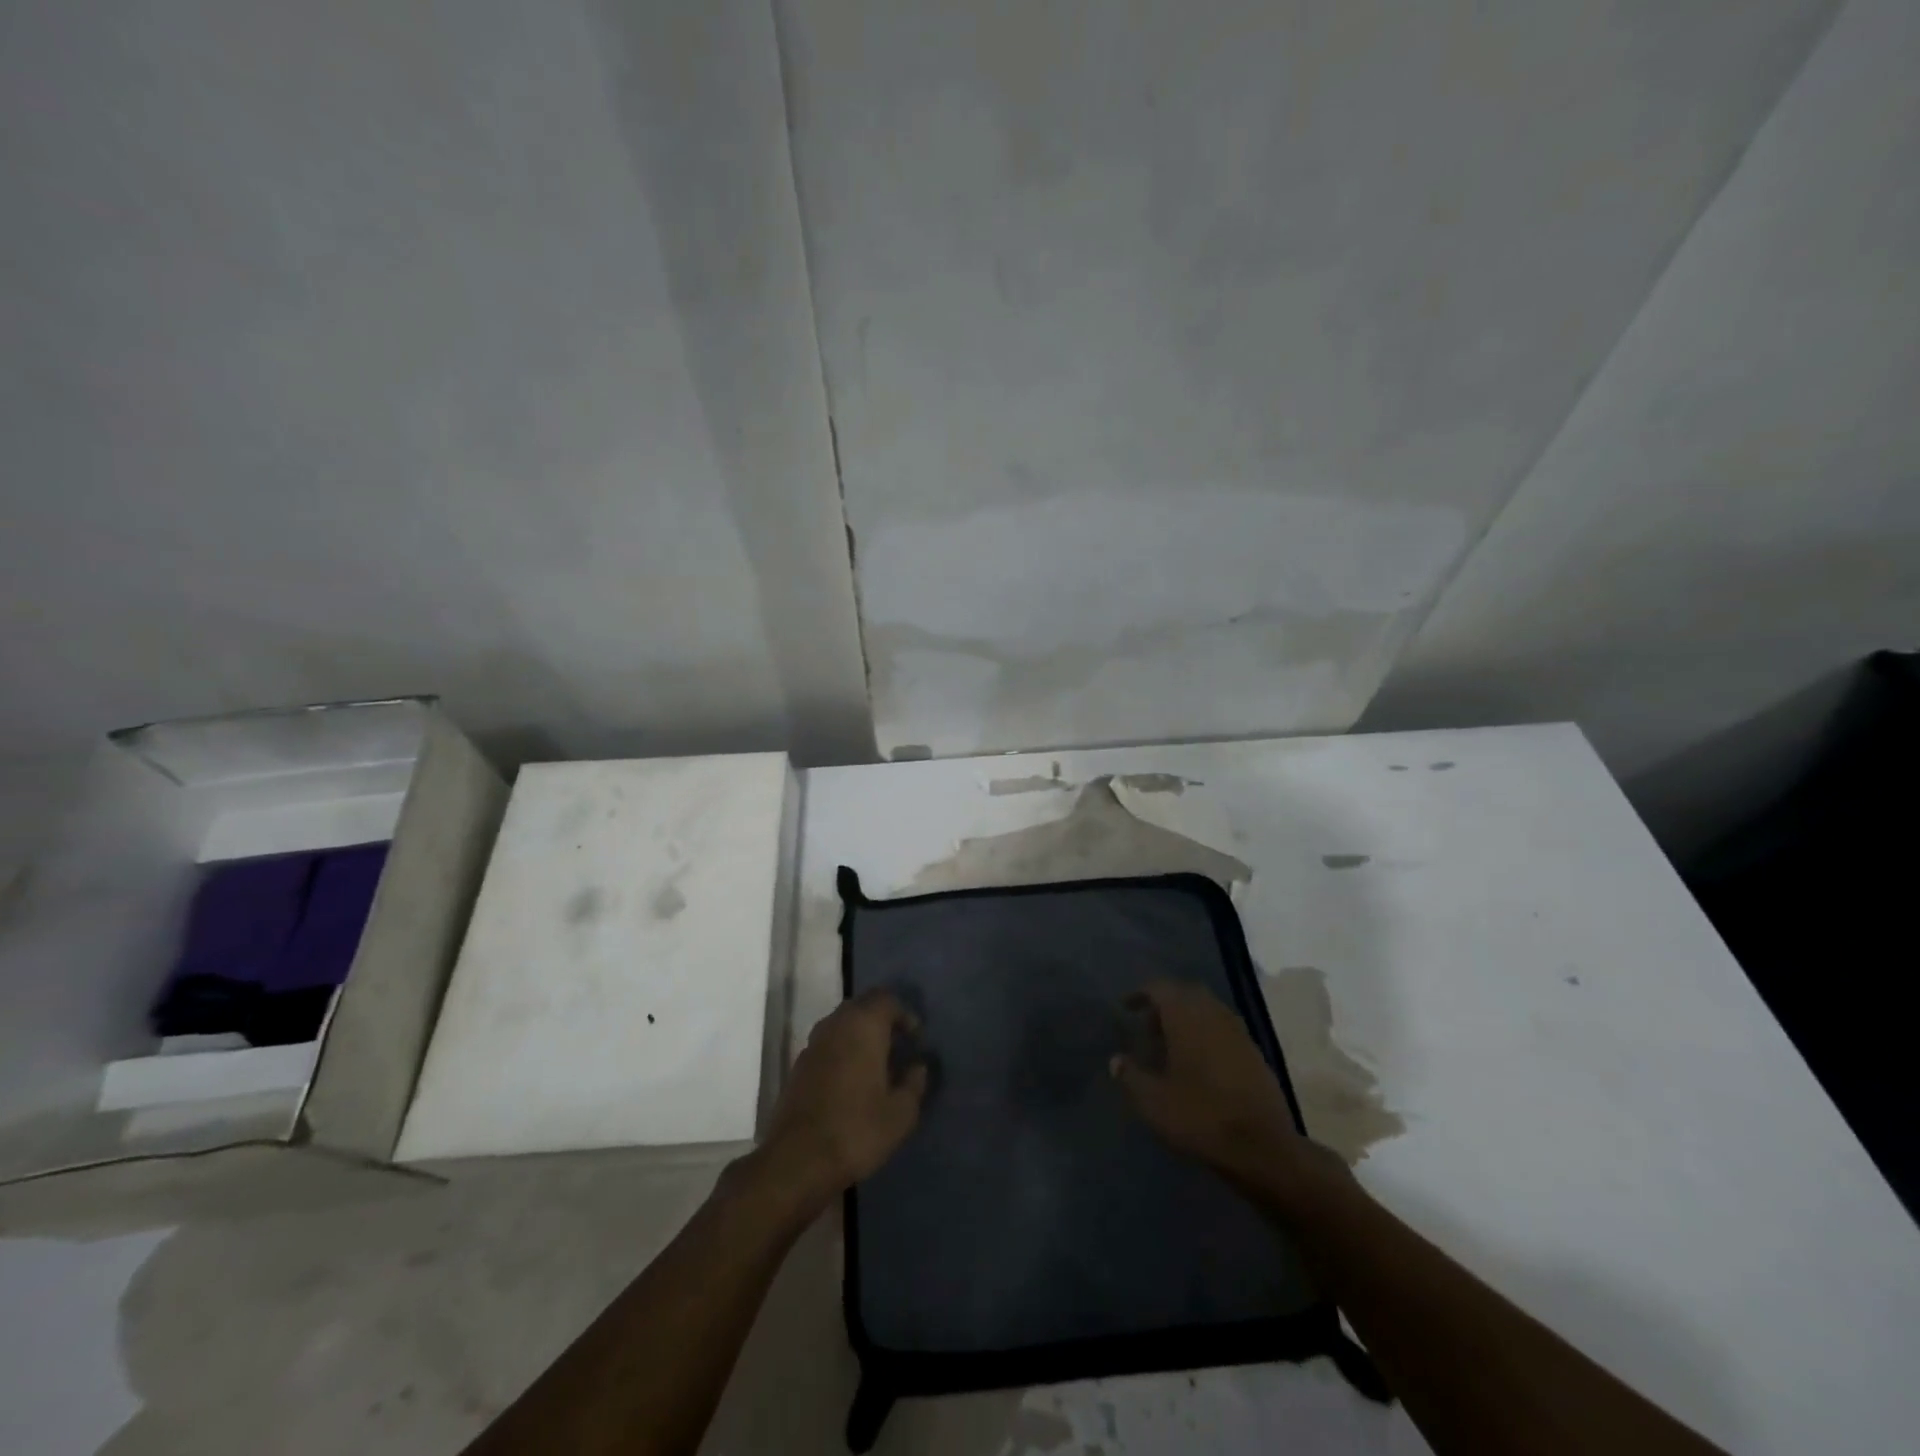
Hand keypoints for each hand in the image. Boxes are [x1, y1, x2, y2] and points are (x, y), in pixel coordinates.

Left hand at [757, 989, 928, 1206]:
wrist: (796, 1161)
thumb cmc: (856, 1130)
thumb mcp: (901, 1113)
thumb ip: (914, 1083)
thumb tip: (917, 1066)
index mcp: (863, 1025)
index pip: (887, 999)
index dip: (905, 1015)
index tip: (916, 1041)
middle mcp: (836, 1024)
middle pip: (863, 1007)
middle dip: (883, 1022)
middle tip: (899, 1048)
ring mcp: (813, 1044)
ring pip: (843, 1025)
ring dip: (861, 1037)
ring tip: (878, 1066)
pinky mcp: (799, 1066)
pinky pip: (828, 1045)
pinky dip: (843, 1052)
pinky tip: (852, 1082)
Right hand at [1111, 980, 1348, 1212]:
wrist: (1262, 1148)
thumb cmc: (1200, 1116)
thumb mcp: (1153, 1101)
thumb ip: (1131, 1075)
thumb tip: (1116, 1060)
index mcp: (1187, 1016)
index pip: (1160, 988)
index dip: (1141, 993)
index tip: (1126, 1007)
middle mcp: (1214, 1014)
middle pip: (1187, 994)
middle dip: (1166, 1004)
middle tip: (1148, 1026)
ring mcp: (1238, 1033)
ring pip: (1208, 1011)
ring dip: (1188, 1019)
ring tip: (1170, 1046)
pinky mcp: (1255, 1054)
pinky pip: (1223, 1030)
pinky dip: (1207, 1035)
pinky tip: (1198, 1063)